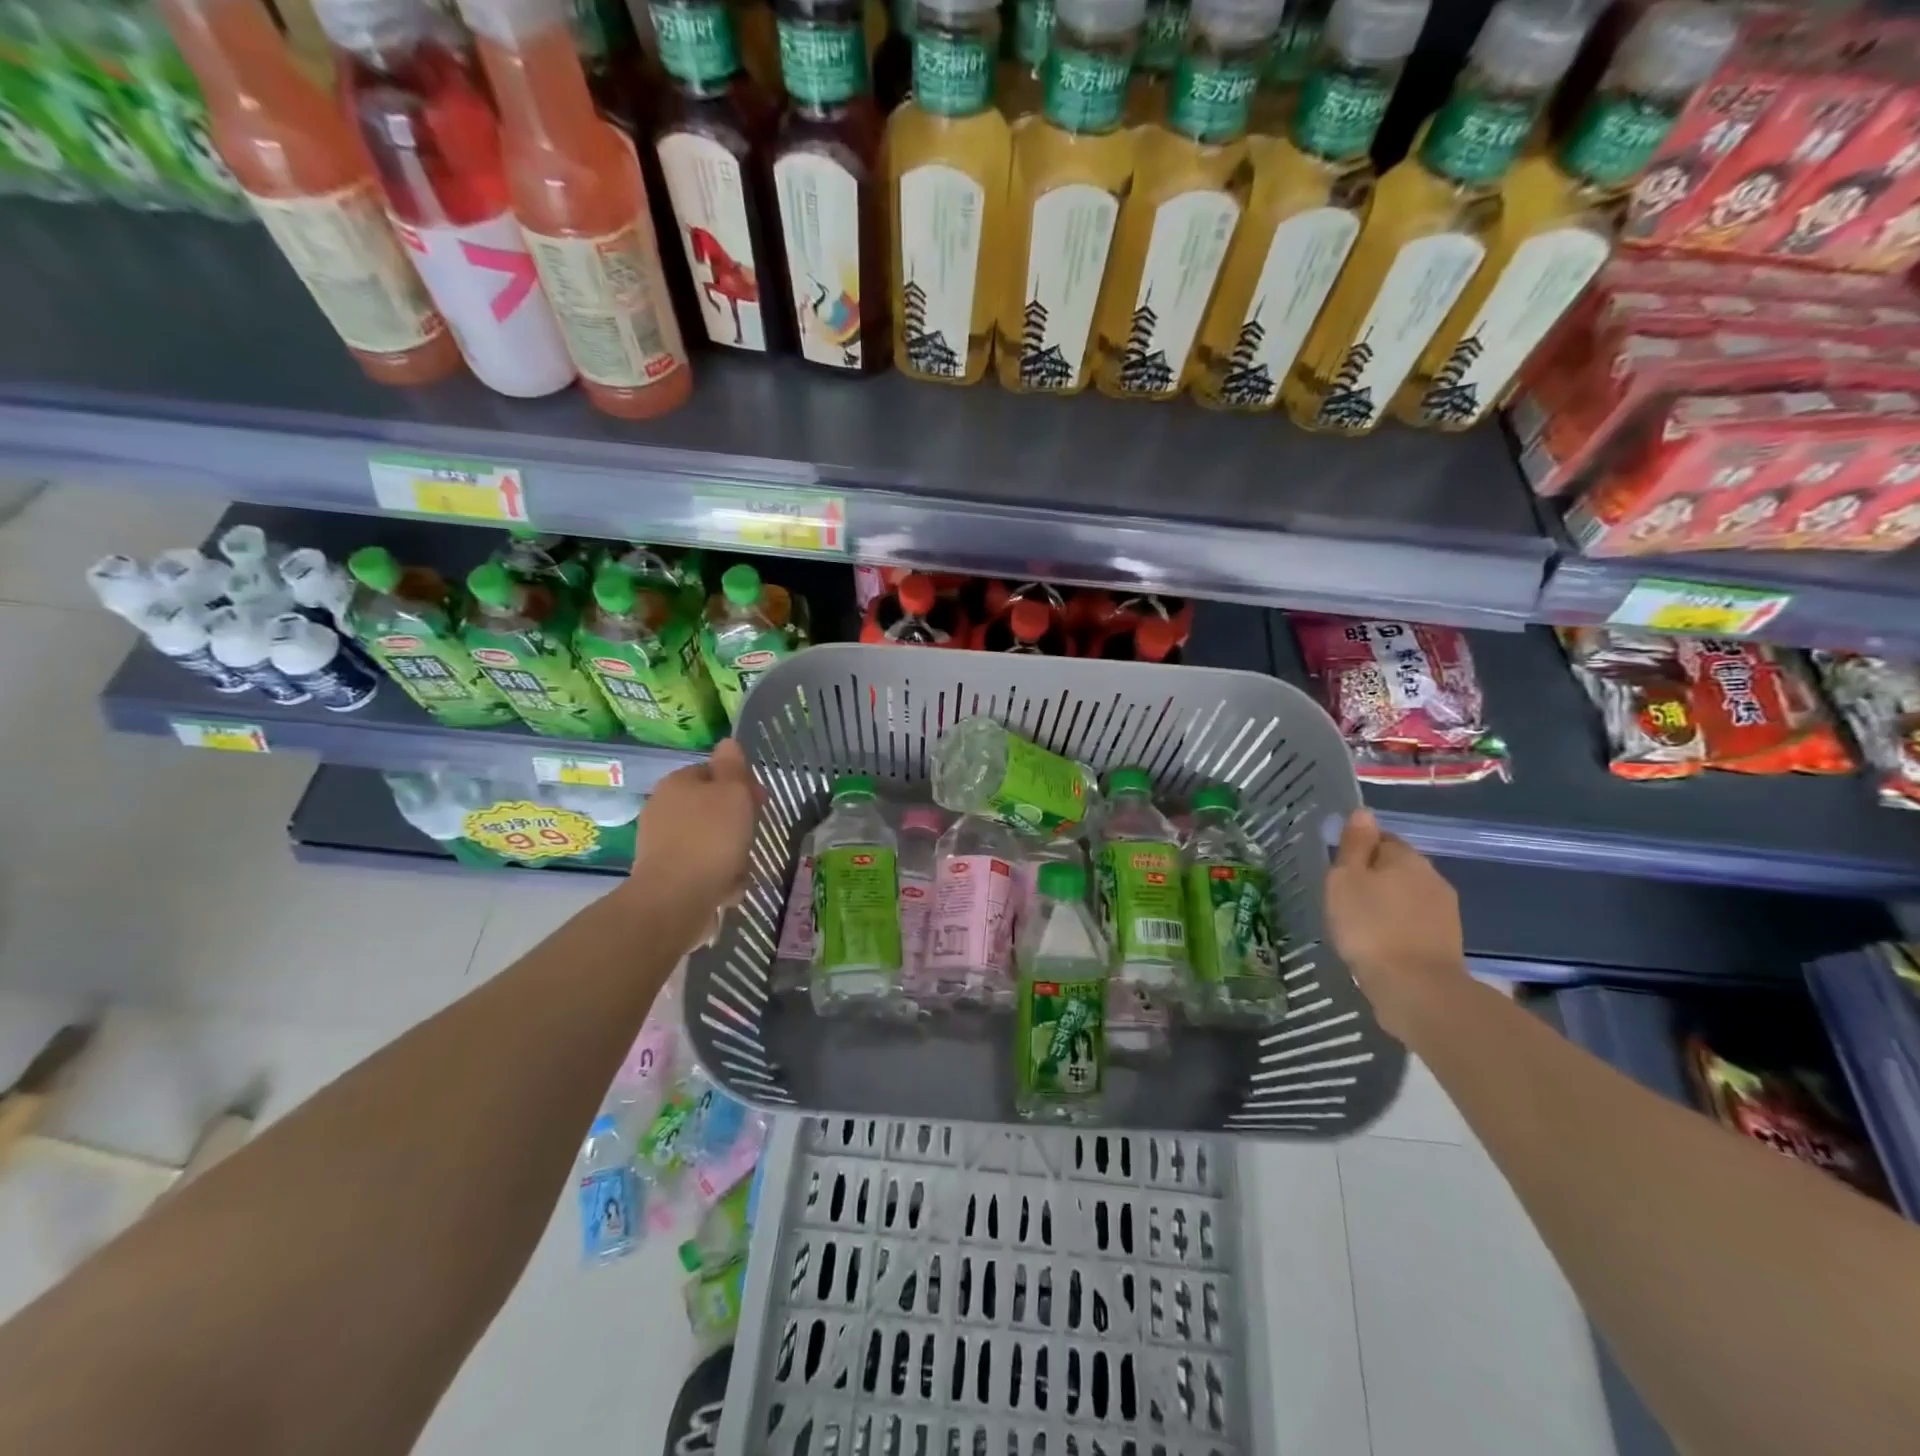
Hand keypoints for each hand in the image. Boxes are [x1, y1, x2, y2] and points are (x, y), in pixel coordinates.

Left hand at [630, 740, 761, 911]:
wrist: (676, 900)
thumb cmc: (711, 839)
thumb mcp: (733, 793)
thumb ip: (733, 766)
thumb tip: (727, 742)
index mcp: (677, 784)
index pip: (712, 772)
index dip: (740, 784)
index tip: (760, 803)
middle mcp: (662, 809)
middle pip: (712, 809)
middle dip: (736, 823)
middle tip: (752, 837)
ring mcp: (660, 844)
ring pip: (709, 841)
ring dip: (730, 854)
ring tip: (741, 870)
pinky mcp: (664, 876)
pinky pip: (700, 869)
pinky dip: (717, 877)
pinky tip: (727, 889)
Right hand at [1325, 809, 1466, 1039]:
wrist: (1415, 988)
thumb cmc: (1370, 926)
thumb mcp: (1346, 879)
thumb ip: (1355, 845)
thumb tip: (1363, 812)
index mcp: (1406, 857)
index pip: (1381, 838)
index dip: (1358, 850)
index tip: (1338, 871)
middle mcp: (1432, 877)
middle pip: (1396, 867)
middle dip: (1374, 878)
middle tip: (1344, 897)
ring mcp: (1444, 911)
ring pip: (1407, 896)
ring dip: (1387, 904)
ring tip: (1360, 923)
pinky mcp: (1446, 941)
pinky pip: (1414, 922)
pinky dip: (1398, 927)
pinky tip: (1380, 943)